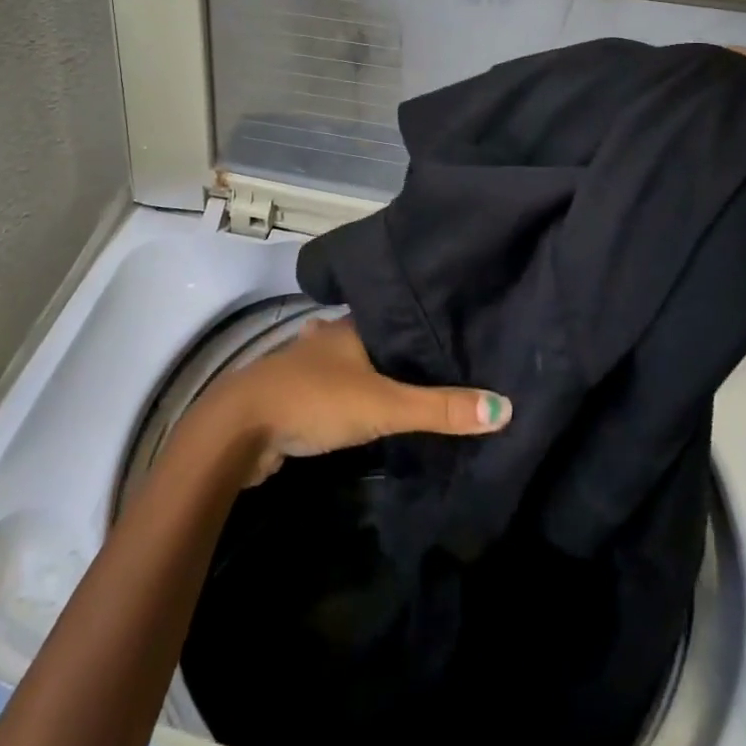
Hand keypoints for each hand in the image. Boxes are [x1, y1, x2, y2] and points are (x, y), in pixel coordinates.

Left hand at [199, 317, 512, 484]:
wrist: (240, 428)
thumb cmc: (315, 400)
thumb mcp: (384, 405)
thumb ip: (439, 409)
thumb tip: (504, 408)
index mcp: (353, 326)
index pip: (400, 317)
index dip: (428, 326)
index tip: (461, 336)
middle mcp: (332, 336)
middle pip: (378, 340)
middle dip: (405, 352)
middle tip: (448, 366)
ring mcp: (310, 363)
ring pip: (355, 363)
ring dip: (378, 373)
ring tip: (418, 387)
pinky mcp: (297, 394)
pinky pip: (338, 388)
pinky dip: (356, 394)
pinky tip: (371, 408)